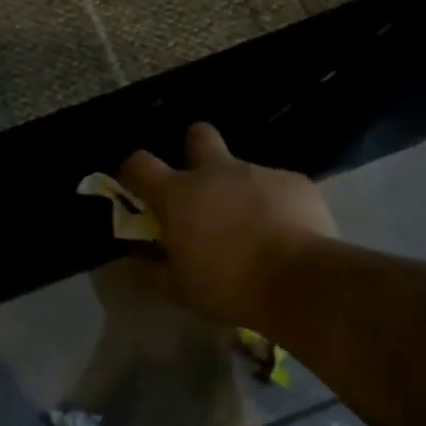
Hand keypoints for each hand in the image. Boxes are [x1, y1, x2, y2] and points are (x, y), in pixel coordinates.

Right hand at [120, 123, 336, 328]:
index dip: (133, 172)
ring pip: (242, 167)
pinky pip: (278, 185)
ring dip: (238, 188)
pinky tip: (285, 231)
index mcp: (178, 194)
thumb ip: (147, 272)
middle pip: (198, 135)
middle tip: (200, 185)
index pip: (139, 164)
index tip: (138, 190)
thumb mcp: (179, 289)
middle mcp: (215, 171)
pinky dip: (275, 203)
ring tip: (252, 226)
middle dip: (194, 149)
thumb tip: (125, 264)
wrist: (300, 282)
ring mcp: (258, 172)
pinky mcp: (295, 182)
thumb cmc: (227, 285)